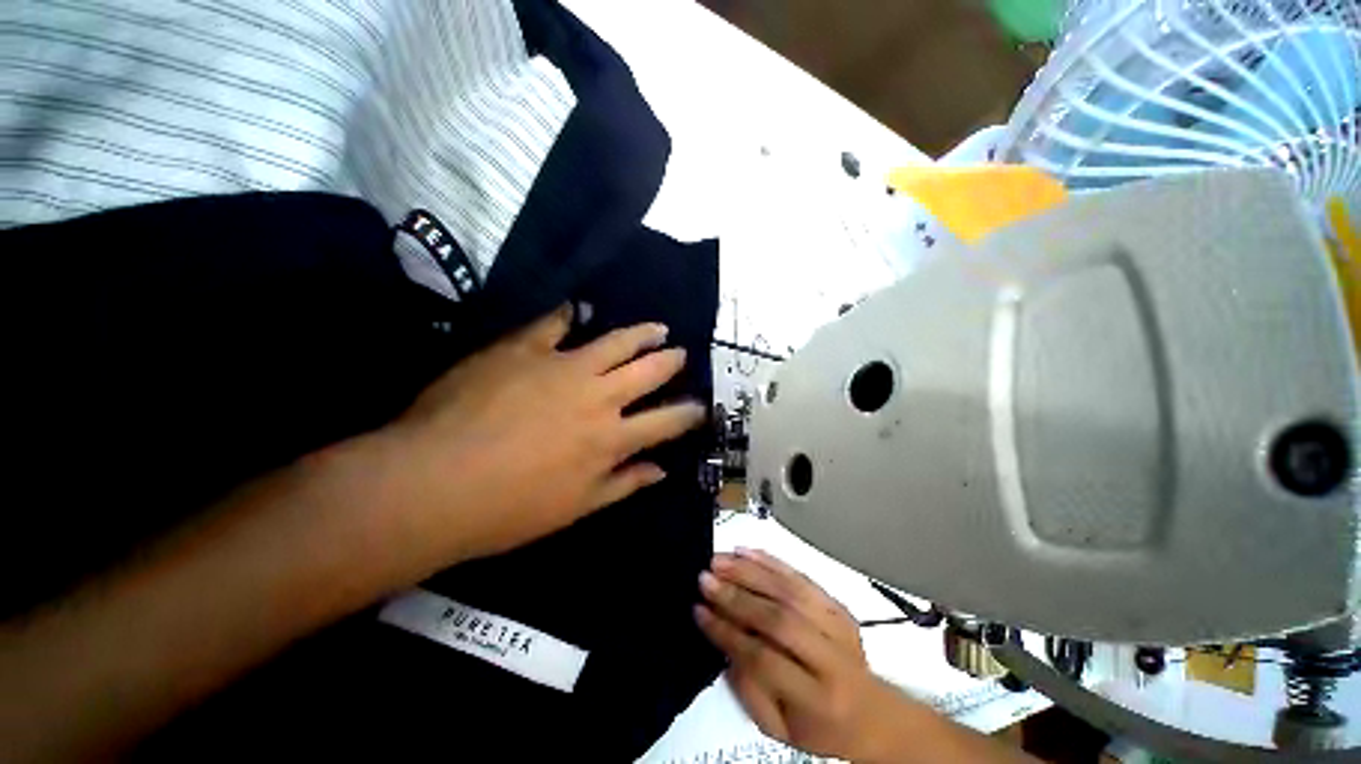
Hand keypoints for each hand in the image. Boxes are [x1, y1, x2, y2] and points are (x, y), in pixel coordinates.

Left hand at [350, 306, 705, 579]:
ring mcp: (563, 366)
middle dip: (670, 361)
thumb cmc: (509, 510)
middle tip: (680, 353)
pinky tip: (579, 309)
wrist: (433, 483)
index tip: (701, 406)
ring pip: (616, 341)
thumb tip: (660, 470)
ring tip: (656, 327)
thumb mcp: (577, 508)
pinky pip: (554, 323)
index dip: (689, 413)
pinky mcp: (524, 348)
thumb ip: (624, 484)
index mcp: (611, 438)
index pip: (666, 421)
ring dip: (641, 333)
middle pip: (648, 371)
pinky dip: (569, 315)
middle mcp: (599, 396)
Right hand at [696, 549, 904, 761]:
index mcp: (816, 698)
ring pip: (789, 590)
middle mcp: (831, 657)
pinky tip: (746, 551)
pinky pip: (801, 576)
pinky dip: (771, 561)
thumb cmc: (819, 727)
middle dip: (735, 596)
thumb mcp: (778, 727)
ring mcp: (837, 624)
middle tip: (705, 579)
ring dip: (749, 571)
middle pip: (778, 618)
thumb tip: (722, 637)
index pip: (763, 658)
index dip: (727, 632)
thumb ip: (747, 687)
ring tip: (719, 561)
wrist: (872, 714)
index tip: (699, 610)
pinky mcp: (837, 604)